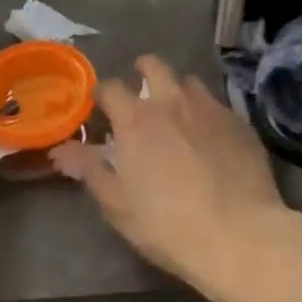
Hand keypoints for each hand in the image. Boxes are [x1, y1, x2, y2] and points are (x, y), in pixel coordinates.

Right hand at [51, 56, 298, 298]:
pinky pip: (217, 105)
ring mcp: (209, 107)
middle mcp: (171, 101)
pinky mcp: (239, 122)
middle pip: (153, 65)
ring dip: (177, 91)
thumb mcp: (118, 204)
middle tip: (141, 94)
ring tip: (178, 114)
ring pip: (188, 81)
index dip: (102, 96)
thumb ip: (89, 170)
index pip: (109, 87)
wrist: (241, 237)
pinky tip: (211, 139)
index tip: (101, 110)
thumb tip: (60, 150)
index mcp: (136, 118)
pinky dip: (207, 114)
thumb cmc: (169, 225)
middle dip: (142, 71)